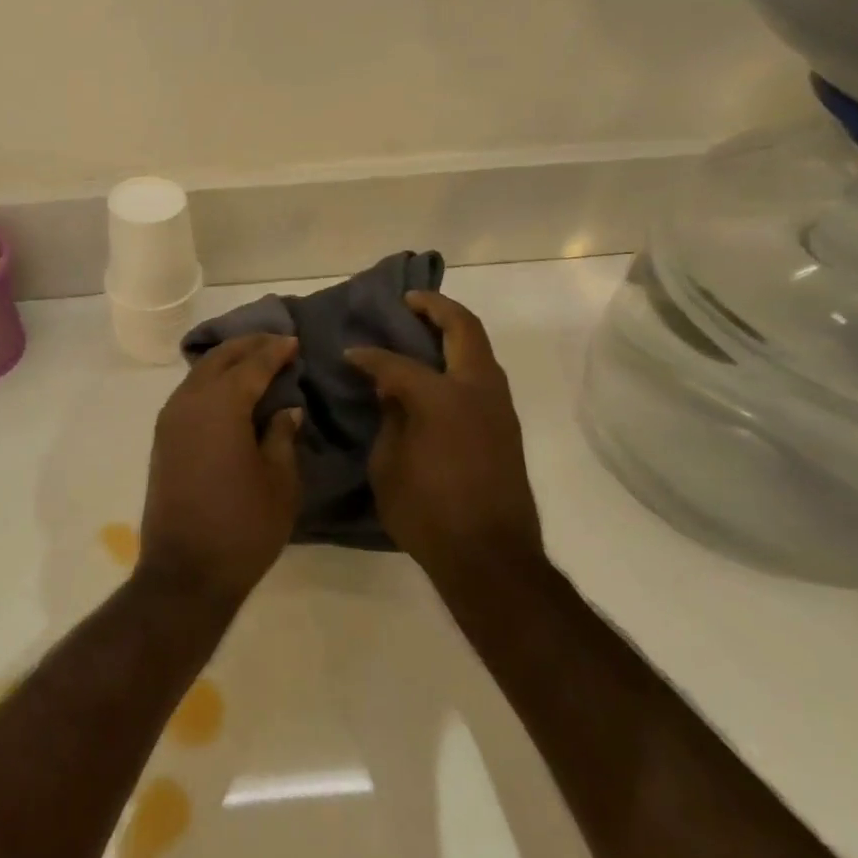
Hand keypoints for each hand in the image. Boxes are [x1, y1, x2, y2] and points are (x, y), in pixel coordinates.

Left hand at [138, 335, 302, 605]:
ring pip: (199, 374)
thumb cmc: (243, 526)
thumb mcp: (280, 481)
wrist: (186, 571)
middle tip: (275, 341)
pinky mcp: (163, 440)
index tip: (294, 341)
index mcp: (220, 405)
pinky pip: (188, 393)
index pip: (251, 364)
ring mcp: (170, 421)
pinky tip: (228, 390)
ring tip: (254, 360)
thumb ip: (282, 436)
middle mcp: (189, 402)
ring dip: (226, 361)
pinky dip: (210, 382)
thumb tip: (286, 409)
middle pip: (219, 359)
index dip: (274, 351)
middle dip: (247, 346)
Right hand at [346, 292, 542, 586]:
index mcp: (441, 397)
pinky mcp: (507, 427)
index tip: (349, 354)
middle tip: (410, 300)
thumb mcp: (388, 466)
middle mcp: (476, 391)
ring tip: (425, 330)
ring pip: (481, 351)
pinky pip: (484, 376)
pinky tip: (440, 372)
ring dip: (456, 333)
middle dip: (436, 308)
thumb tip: (392, 391)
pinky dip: (463, 360)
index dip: (369, 357)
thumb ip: (390, 419)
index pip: (397, 364)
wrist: (490, 557)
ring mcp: (499, 408)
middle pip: (463, 329)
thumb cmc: (428, 512)